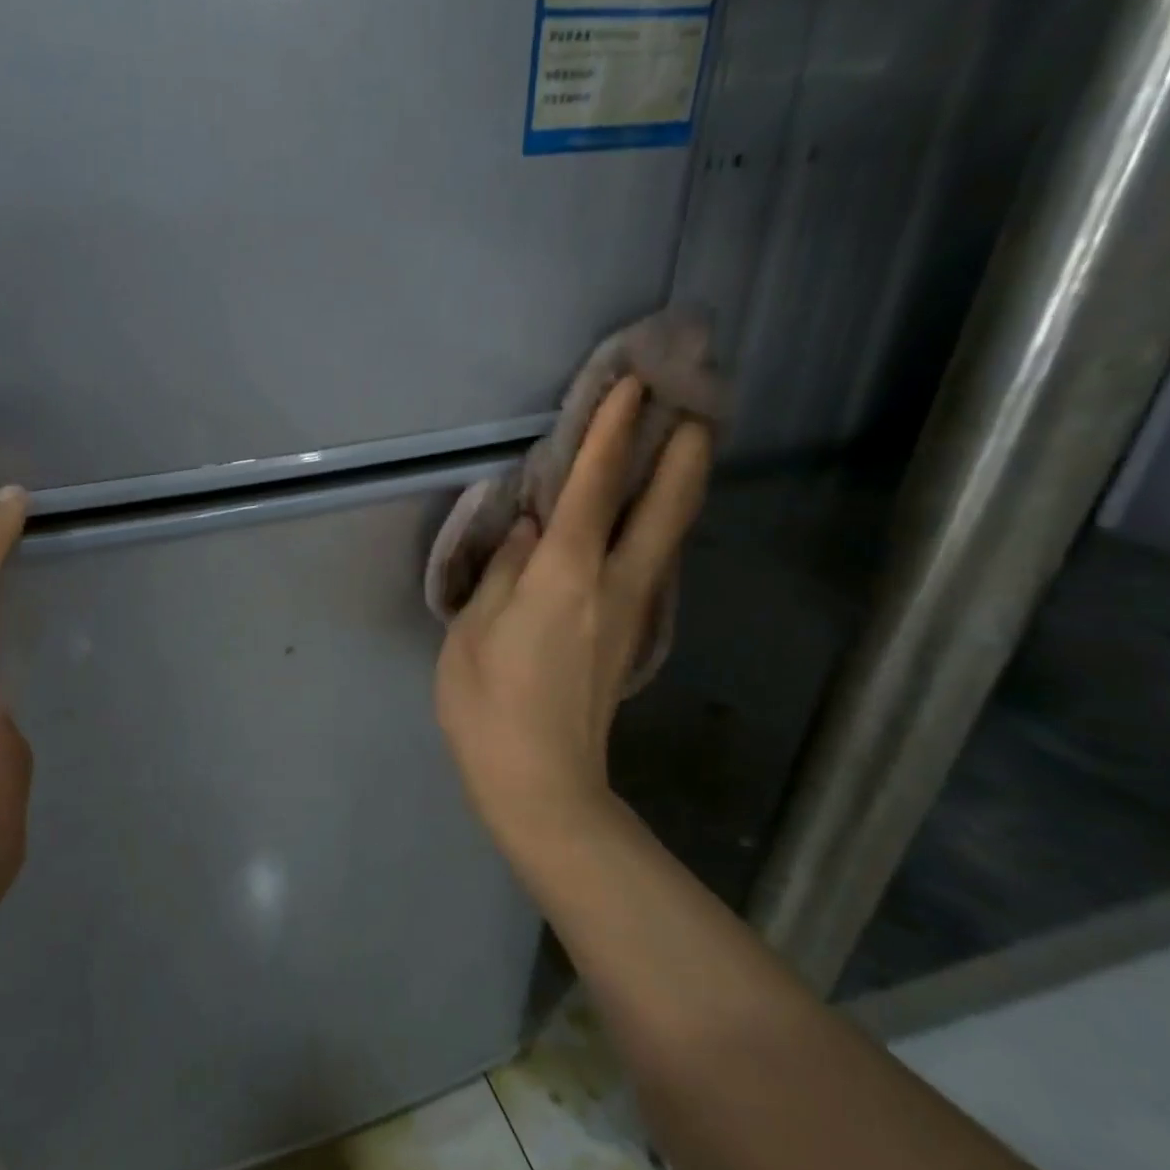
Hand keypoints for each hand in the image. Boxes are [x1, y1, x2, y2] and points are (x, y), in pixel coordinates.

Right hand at [435, 377, 711, 866]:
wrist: (542, 783)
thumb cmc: (489, 705)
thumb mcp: (472, 632)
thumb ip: (502, 571)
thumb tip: (528, 530)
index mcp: (564, 576)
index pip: (593, 488)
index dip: (613, 432)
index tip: (635, 386)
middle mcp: (613, 584)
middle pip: (663, 506)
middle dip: (683, 452)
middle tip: (697, 406)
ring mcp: (633, 612)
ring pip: (668, 535)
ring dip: (678, 487)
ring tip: (682, 447)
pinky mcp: (633, 636)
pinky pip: (652, 563)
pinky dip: (658, 526)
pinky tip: (648, 518)